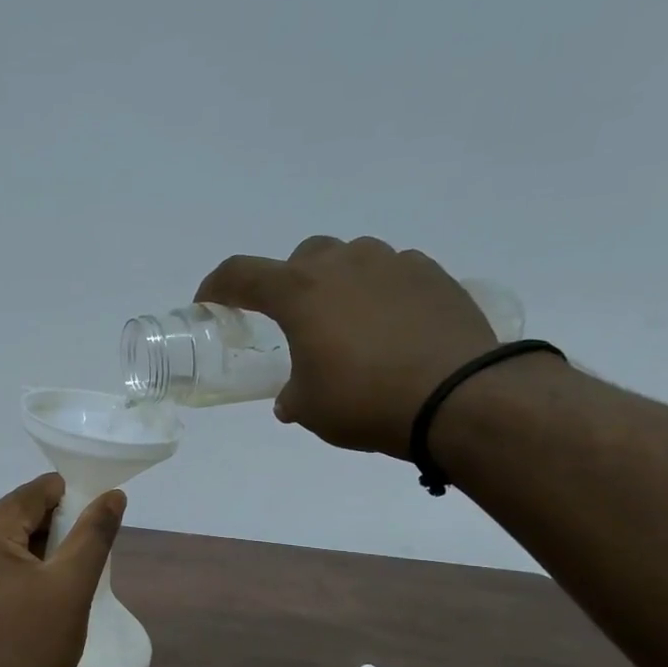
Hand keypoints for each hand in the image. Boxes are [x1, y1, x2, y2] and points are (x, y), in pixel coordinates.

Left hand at [0, 473, 125, 666]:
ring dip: (36, 545)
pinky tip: (43, 582)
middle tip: (86, 540)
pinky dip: (18, 565)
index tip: (95, 506)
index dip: (64, 494)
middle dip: (50, 523)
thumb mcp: (73, 584)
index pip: (26, 496)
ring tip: (70, 563)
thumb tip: (114, 495)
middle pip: (11, 517)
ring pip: (1, 542)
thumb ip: (94, 533)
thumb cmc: (38, 644)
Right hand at [194, 236, 499, 458]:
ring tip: (348, 325)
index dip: (217, 287)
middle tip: (293, 321)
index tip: (209, 303)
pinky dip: (381, 292)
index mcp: (299, 292)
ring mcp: (393, 263)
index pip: (240, 274)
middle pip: (303, 258)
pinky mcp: (433, 275)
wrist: (459, 396)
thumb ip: (292, 395)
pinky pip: (394, 273)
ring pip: (352, 259)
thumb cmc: (365, 401)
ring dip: (339, 284)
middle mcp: (343, 264)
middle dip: (290, 283)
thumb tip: (290, 399)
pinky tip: (391, 326)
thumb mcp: (310, 408)